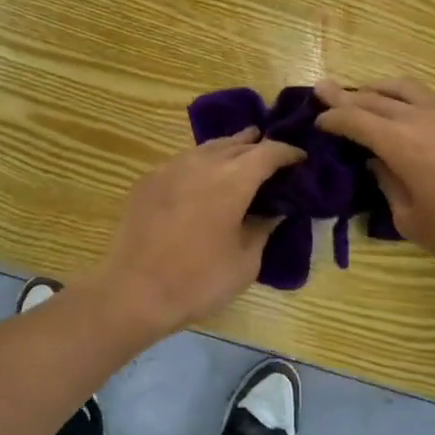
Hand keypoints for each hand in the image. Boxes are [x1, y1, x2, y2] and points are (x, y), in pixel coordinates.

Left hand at [85, 129, 304, 337]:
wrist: (134, 291)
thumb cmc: (198, 281)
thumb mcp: (246, 261)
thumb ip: (263, 228)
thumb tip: (273, 210)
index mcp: (233, 179)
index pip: (268, 152)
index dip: (288, 152)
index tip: (300, 159)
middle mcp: (203, 162)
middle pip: (237, 143)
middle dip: (258, 146)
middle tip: (274, 156)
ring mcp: (171, 167)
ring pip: (208, 147)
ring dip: (229, 149)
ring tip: (241, 157)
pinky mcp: (149, 179)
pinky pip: (184, 161)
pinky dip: (202, 163)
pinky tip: (204, 179)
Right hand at [315, 78, 434, 273]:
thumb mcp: (412, 221)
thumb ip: (388, 186)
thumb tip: (379, 163)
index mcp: (398, 142)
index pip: (354, 119)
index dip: (332, 118)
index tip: (318, 121)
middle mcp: (420, 117)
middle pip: (374, 97)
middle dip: (345, 95)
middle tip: (324, 89)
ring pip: (404, 88)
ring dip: (377, 88)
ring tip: (365, 92)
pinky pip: (430, 96)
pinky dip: (407, 97)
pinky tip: (409, 109)